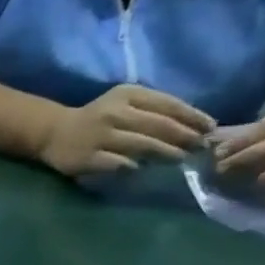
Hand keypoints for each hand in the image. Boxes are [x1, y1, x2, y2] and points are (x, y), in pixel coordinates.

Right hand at [38, 84, 213, 177]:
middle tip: (201, 147)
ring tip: (180, 158)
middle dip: (183, 136)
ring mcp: (99, 137)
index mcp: (128, 95)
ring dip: (165, 152)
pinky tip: (142, 169)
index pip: (168, 104)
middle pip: (158, 125)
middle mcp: (114, 113)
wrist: (54, 132)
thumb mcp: (125, 103)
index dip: (192, 117)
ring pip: (141, 144)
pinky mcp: (86, 158)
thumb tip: (190, 126)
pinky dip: (132, 166)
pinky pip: (116, 163)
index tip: (210, 128)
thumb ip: (153, 110)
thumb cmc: (98, 118)